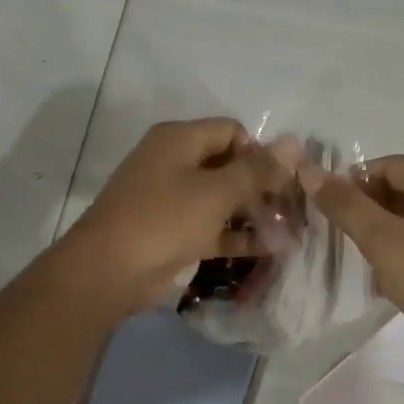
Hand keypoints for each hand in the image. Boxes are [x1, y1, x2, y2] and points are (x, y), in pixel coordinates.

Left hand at [60, 118, 283, 316]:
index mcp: (179, 139)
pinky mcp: (173, 233)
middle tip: (294, 209)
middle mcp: (174, 163)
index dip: (261, 152)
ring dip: (254, 214)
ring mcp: (172, 200)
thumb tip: (294, 144)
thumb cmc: (164, 219)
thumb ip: (257, 170)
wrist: (109, 271)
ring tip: (291, 232)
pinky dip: (238, 237)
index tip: (285, 180)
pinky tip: (271, 249)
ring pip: (222, 200)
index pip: (232, 132)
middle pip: (229, 165)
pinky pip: (213, 228)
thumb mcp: (217, 192)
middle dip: (263, 186)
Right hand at [301, 155, 403, 367]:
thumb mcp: (385, 239)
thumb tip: (309, 170)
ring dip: (375, 233)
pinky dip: (391, 258)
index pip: (391, 164)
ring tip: (346, 252)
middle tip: (332, 226)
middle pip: (399, 191)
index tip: (328, 200)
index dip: (357, 175)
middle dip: (363, 203)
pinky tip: (374, 280)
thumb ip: (346, 205)